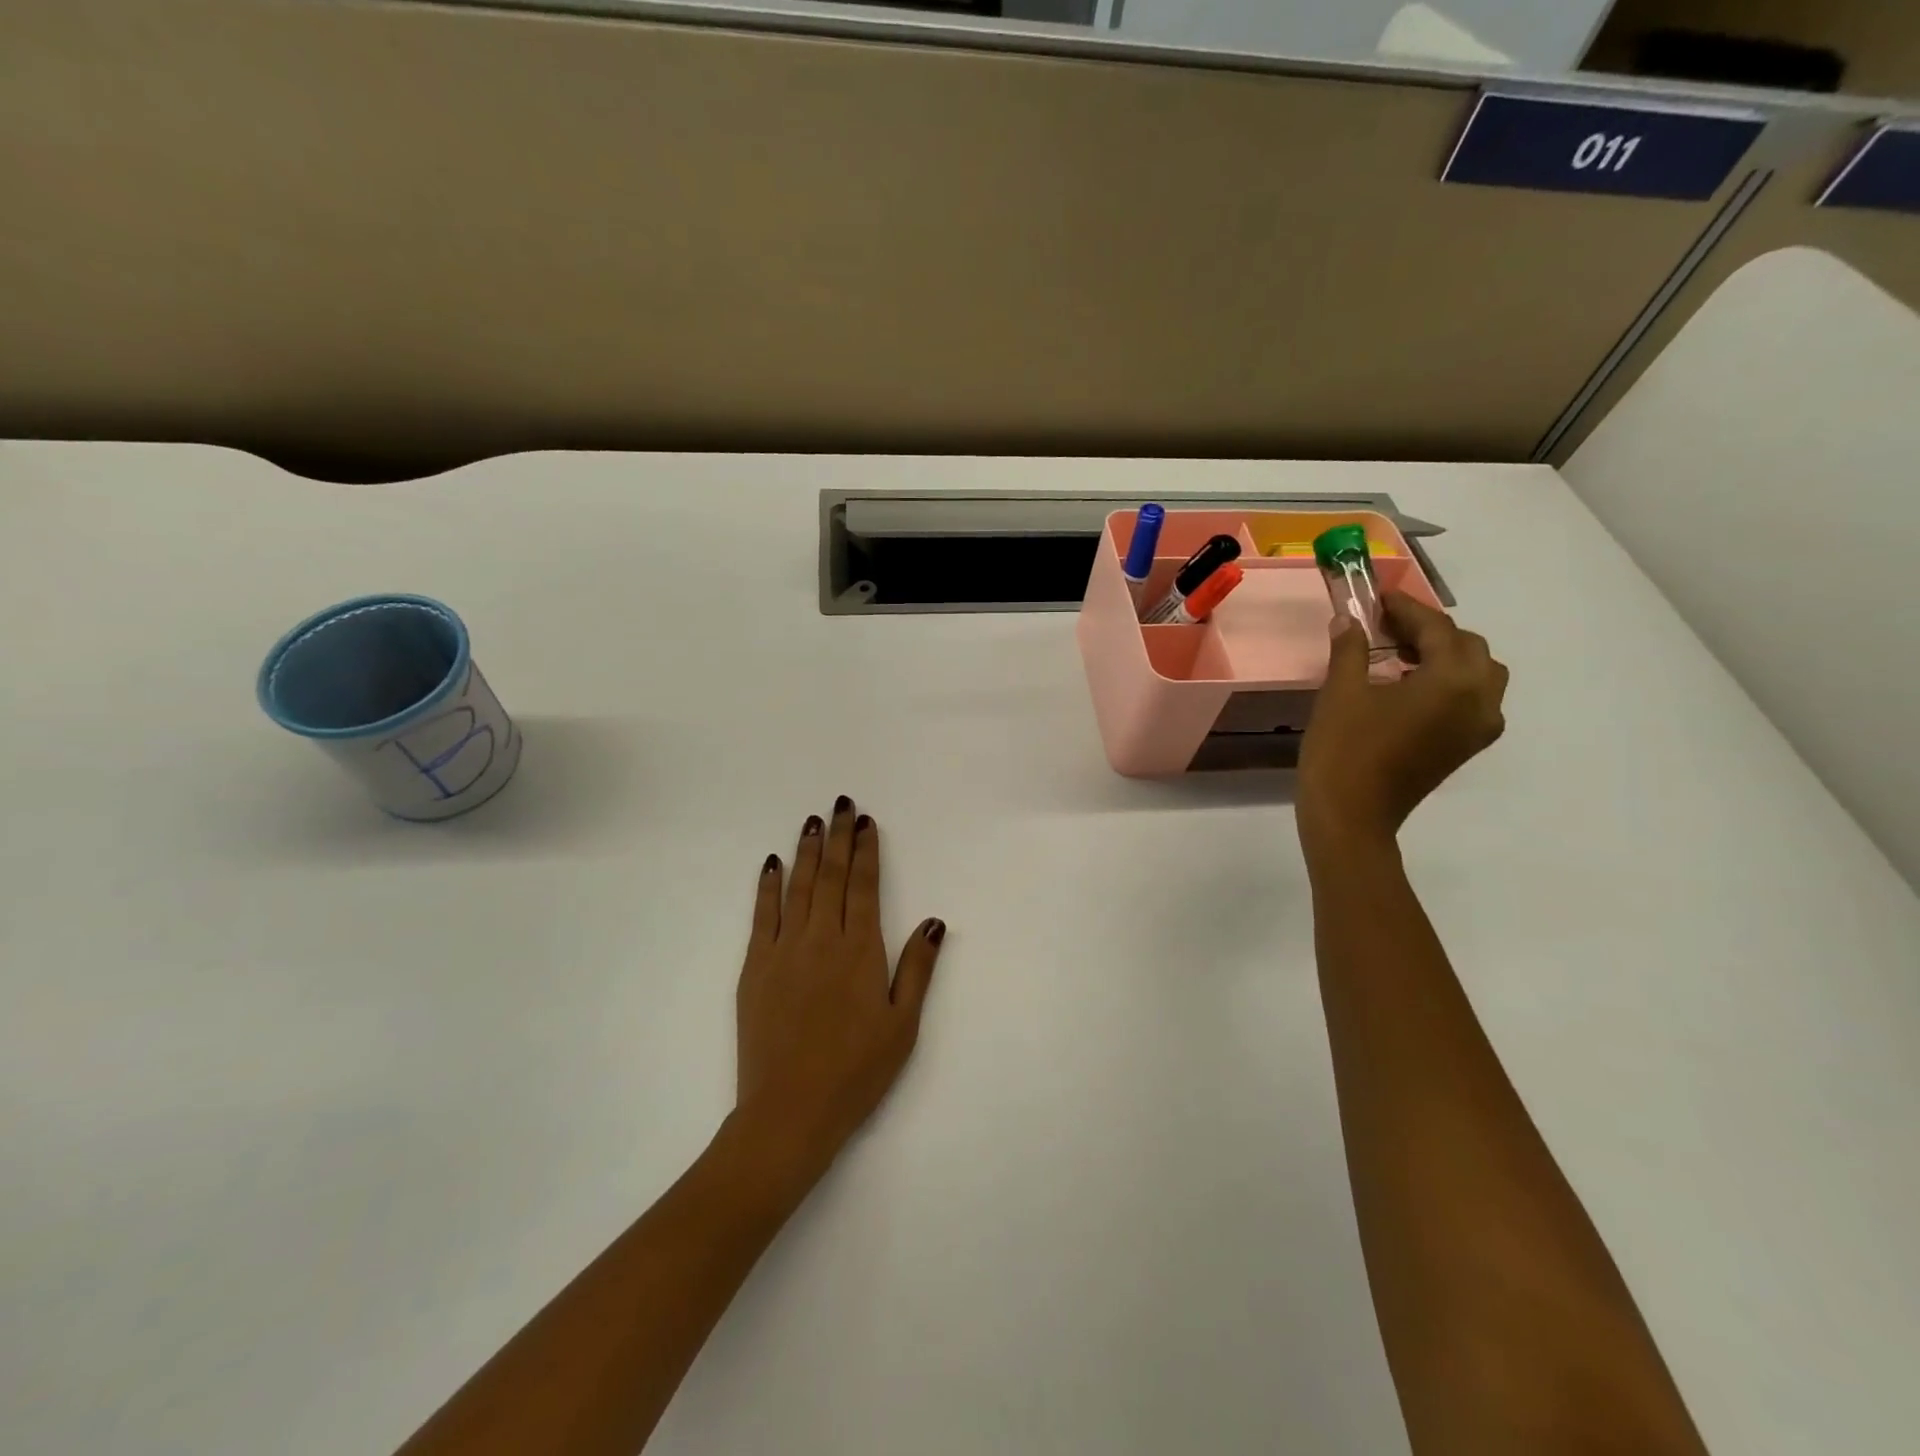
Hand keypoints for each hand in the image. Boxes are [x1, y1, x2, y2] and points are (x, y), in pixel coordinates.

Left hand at [734, 796, 946, 1180]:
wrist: (790, 1111)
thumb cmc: (856, 1071)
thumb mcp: (902, 1024)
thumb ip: (917, 969)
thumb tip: (933, 921)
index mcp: (860, 951)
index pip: (863, 887)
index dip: (866, 851)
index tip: (867, 822)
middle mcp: (822, 939)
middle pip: (831, 877)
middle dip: (838, 837)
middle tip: (842, 804)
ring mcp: (784, 950)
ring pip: (798, 888)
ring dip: (807, 851)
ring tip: (812, 821)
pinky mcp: (755, 968)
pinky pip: (762, 916)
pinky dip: (768, 887)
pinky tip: (773, 864)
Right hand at [1298, 593, 1508, 845]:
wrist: (1351, 817)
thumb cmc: (1344, 750)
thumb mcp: (1341, 693)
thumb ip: (1350, 649)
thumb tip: (1349, 620)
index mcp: (1452, 681)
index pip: (1437, 629)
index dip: (1406, 609)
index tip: (1378, 598)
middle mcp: (1480, 699)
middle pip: (1468, 647)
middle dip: (1430, 631)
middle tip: (1385, 628)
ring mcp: (1478, 726)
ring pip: (1477, 673)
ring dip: (1445, 656)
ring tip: (1399, 655)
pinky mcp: (1466, 746)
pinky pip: (1471, 699)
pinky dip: (1448, 682)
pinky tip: (1407, 686)